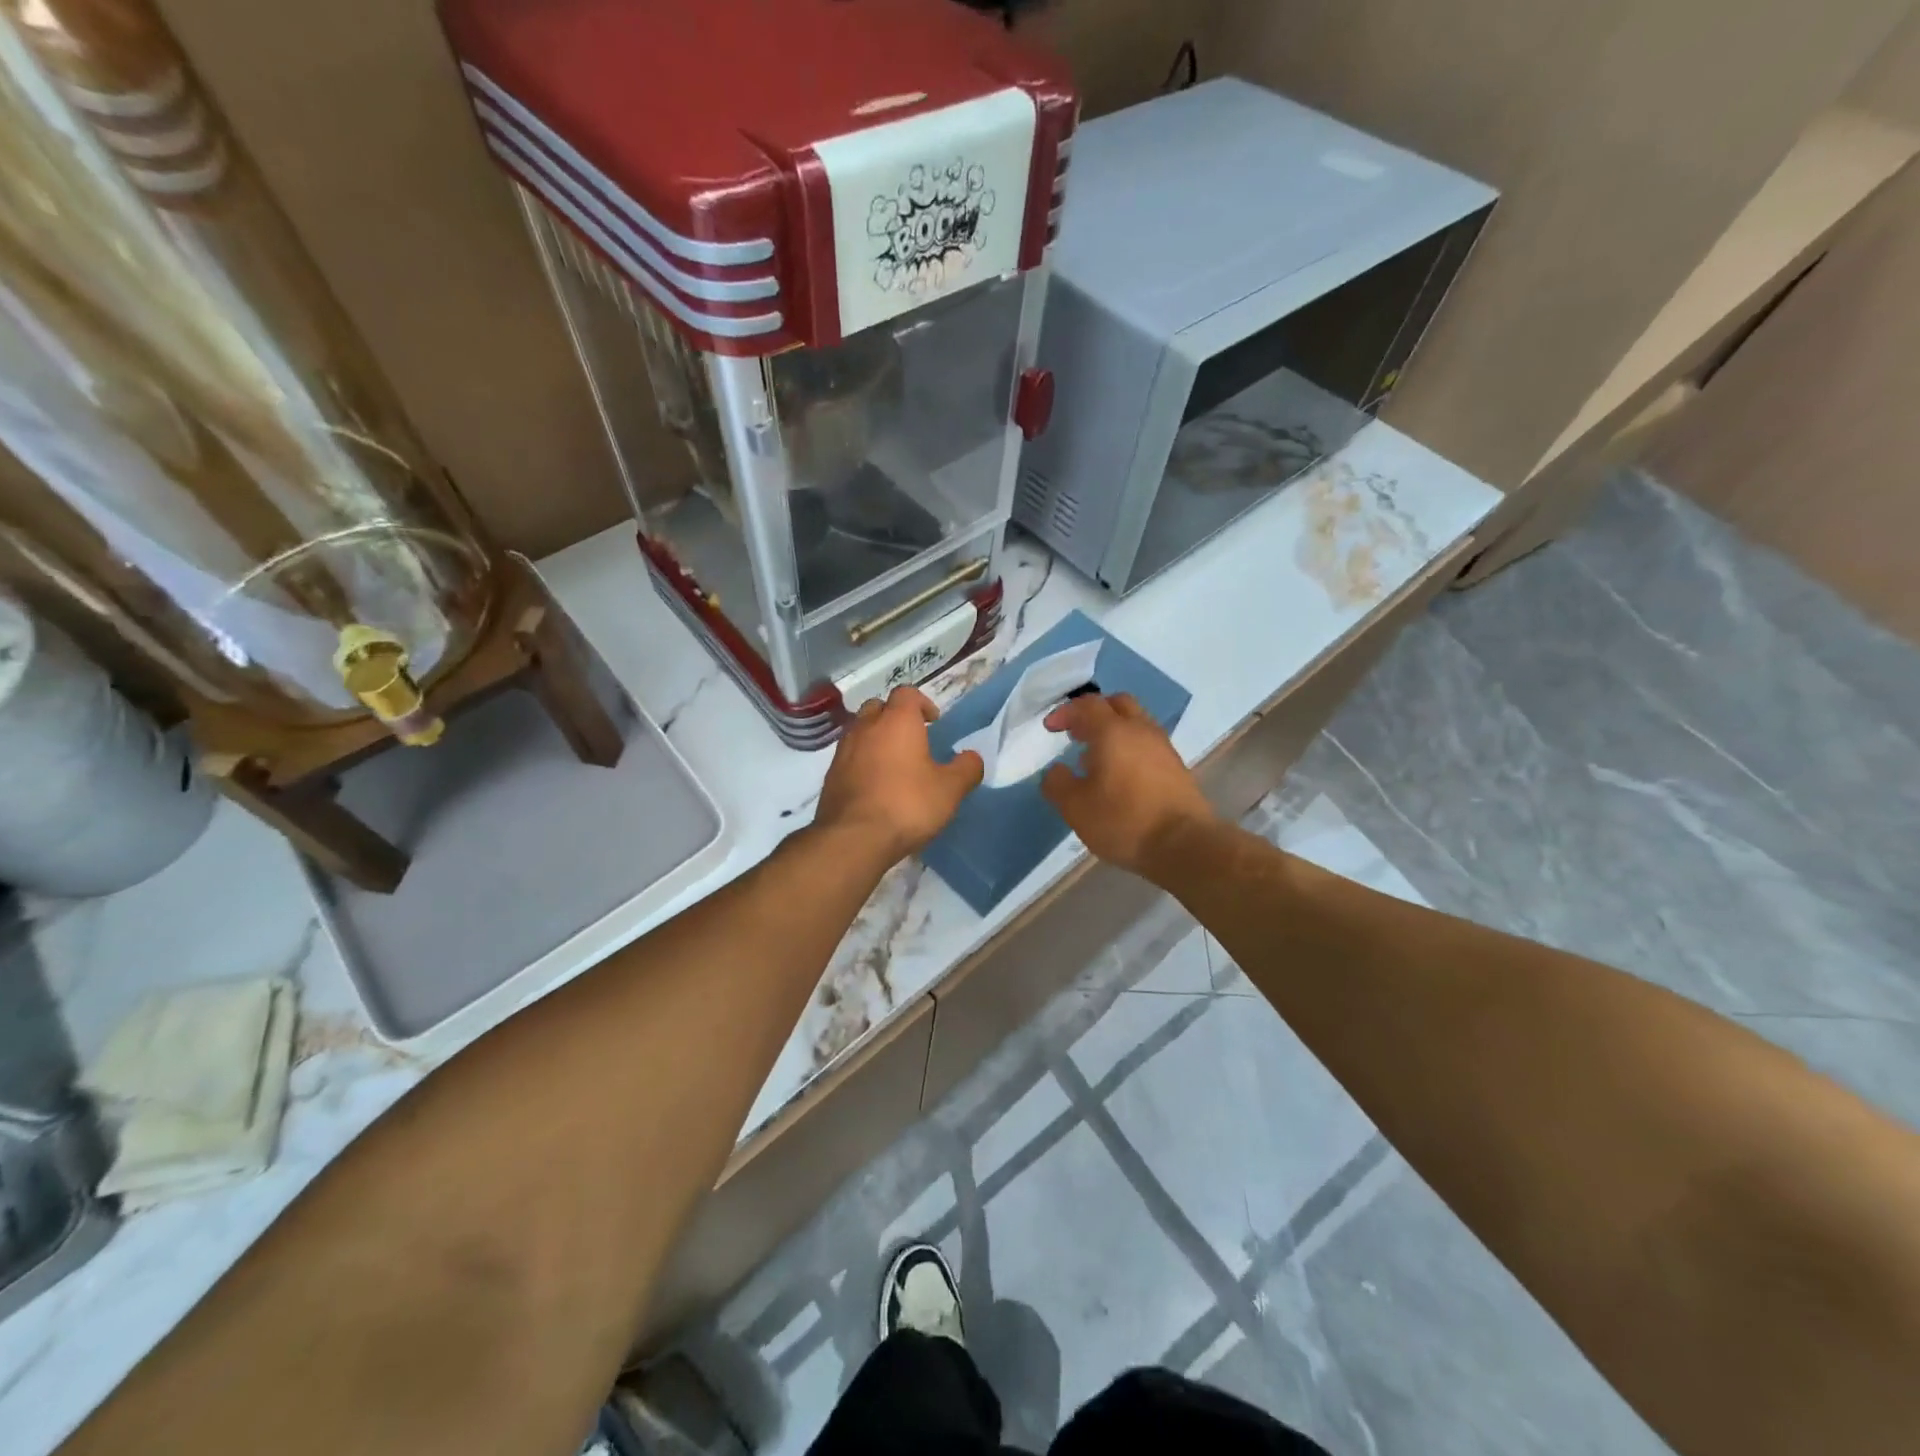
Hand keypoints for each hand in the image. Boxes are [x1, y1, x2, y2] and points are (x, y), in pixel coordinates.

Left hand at [815, 686, 983, 861]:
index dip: (922, 703)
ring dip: (876, 740)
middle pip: (879, 707)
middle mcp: (866, 727)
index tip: (934, 723)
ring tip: (893, 765)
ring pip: (860, 731)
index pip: (907, 693)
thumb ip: (966, 768)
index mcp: (897, 721)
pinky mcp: (830, 775)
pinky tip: (875, 786)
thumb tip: (971, 757)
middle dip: (895, 717)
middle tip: (912, 740)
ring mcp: (843, 750)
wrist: (853, 838)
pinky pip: (849, 757)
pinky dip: (862, 762)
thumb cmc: (907, 805)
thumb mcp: (950, 790)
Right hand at [1041, 692, 1217, 875]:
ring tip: (1096, 758)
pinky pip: (1148, 744)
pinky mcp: (1176, 767)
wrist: (1184, 844)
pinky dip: (1130, 748)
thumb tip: (1056, 770)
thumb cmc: (1123, 821)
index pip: (1087, 705)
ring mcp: (1163, 747)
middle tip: (1077, 733)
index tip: (1051, 727)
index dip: (1066, 711)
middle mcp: (1140, 730)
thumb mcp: (1075, 807)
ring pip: (1136, 723)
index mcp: (1113, 732)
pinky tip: (1120, 776)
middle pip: (1118, 704)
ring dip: (1114, 731)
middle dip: (1094, 713)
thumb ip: (1058, 784)